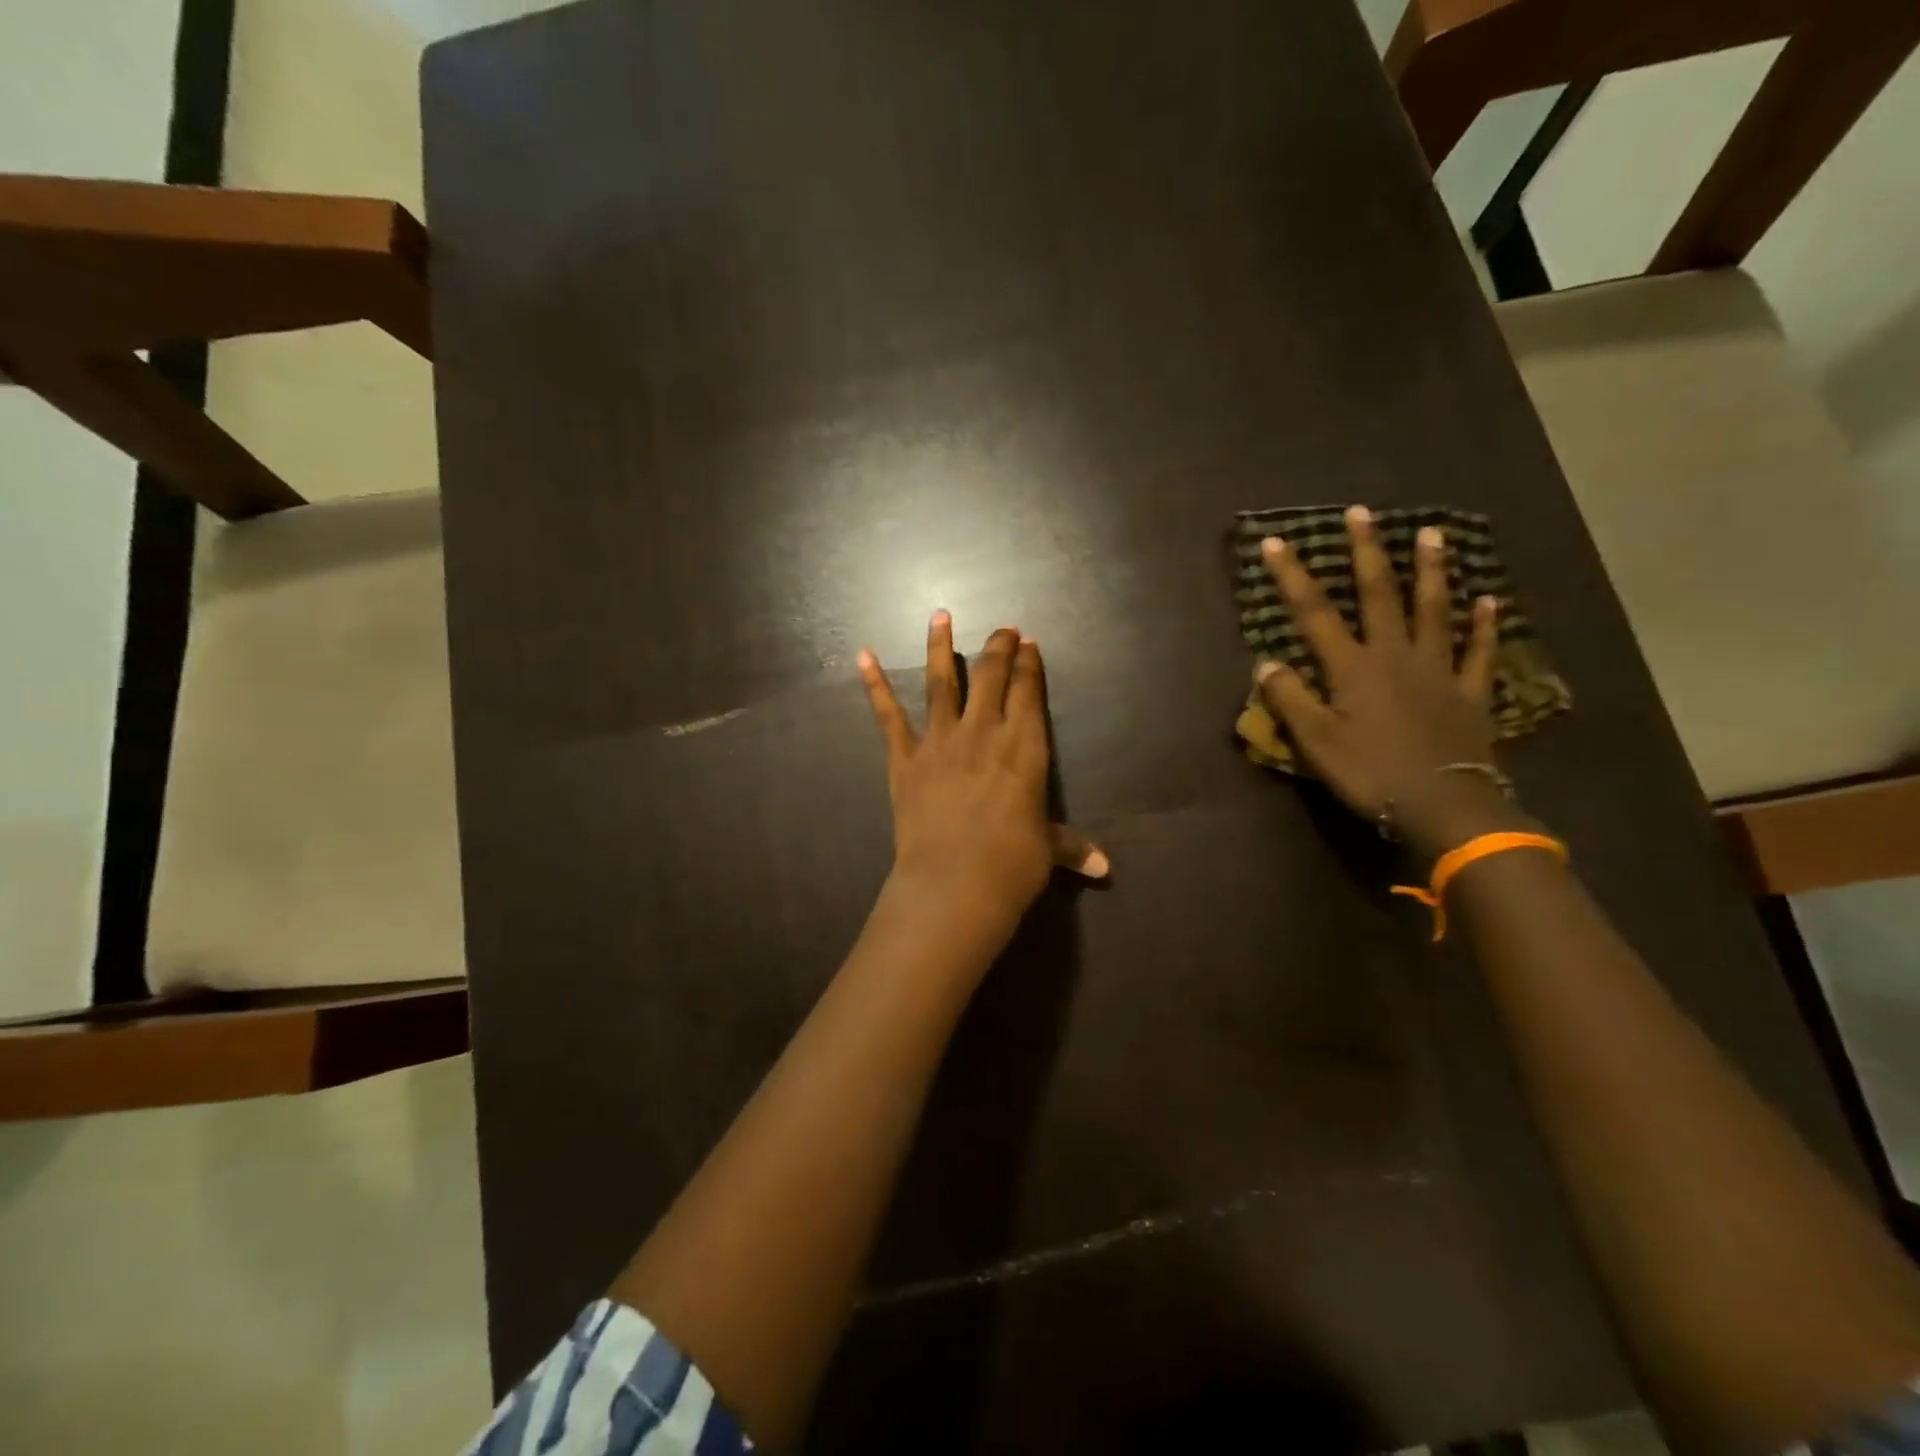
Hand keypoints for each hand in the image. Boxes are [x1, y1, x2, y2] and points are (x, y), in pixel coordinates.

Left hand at [859, 613, 1107, 944]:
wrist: (954, 884)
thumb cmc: (1011, 866)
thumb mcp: (1048, 851)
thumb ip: (1072, 847)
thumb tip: (1106, 868)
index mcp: (1024, 746)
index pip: (1028, 691)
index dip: (1030, 664)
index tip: (1029, 642)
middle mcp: (983, 731)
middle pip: (991, 675)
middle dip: (998, 646)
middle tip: (1003, 628)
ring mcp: (940, 740)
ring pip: (941, 681)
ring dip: (941, 646)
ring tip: (940, 615)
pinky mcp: (904, 758)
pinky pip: (888, 715)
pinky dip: (874, 684)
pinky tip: (862, 656)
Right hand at [1256, 505, 1523, 854]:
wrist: (1444, 806)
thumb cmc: (1371, 773)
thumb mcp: (1316, 742)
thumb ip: (1290, 699)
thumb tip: (1266, 662)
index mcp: (1353, 668)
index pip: (1315, 614)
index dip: (1292, 577)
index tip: (1275, 542)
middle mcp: (1395, 656)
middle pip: (1379, 595)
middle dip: (1367, 553)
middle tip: (1362, 513)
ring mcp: (1438, 670)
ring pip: (1434, 611)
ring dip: (1431, 571)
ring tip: (1432, 534)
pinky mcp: (1470, 693)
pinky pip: (1479, 652)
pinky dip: (1484, 626)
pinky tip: (1490, 601)